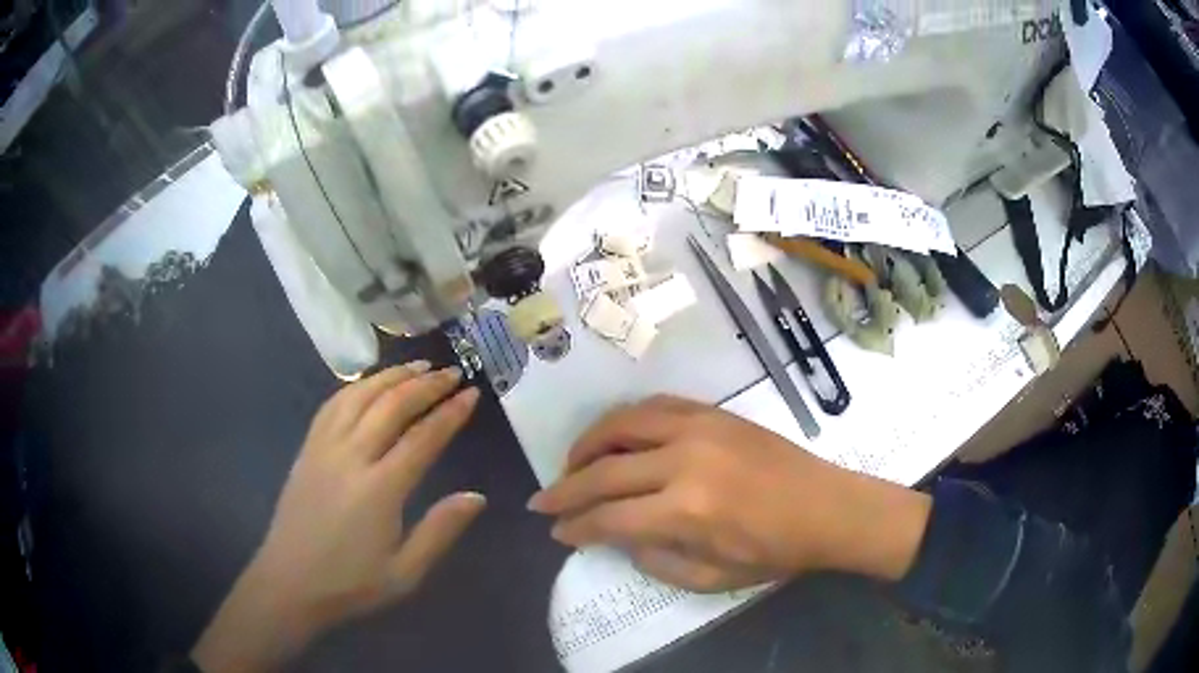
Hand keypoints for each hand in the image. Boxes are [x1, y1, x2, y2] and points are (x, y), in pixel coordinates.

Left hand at [192, 362, 484, 672]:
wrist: (290, 582)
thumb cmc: (351, 583)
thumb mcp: (405, 572)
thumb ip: (441, 530)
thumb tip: (477, 497)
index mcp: (379, 489)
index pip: (422, 438)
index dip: (450, 412)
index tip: (472, 393)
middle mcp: (350, 456)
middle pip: (391, 405)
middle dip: (426, 384)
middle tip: (452, 372)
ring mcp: (324, 447)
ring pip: (359, 396)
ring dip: (391, 376)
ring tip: (418, 366)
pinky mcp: (307, 449)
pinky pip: (333, 404)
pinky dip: (357, 387)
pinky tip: (370, 385)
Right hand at [528, 396, 929, 592]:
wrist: (827, 507)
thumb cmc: (774, 552)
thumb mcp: (710, 578)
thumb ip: (653, 559)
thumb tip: (614, 535)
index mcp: (685, 511)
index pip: (608, 517)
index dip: (575, 526)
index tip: (555, 531)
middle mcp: (684, 461)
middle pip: (603, 470)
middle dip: (564, 488)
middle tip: (542, 500)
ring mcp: (699, 428)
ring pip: (621, 424)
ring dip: (586, 444)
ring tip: (571, 464)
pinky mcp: (713, 413)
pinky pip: (654, 406)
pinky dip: (624, 420)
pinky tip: (614, 437)